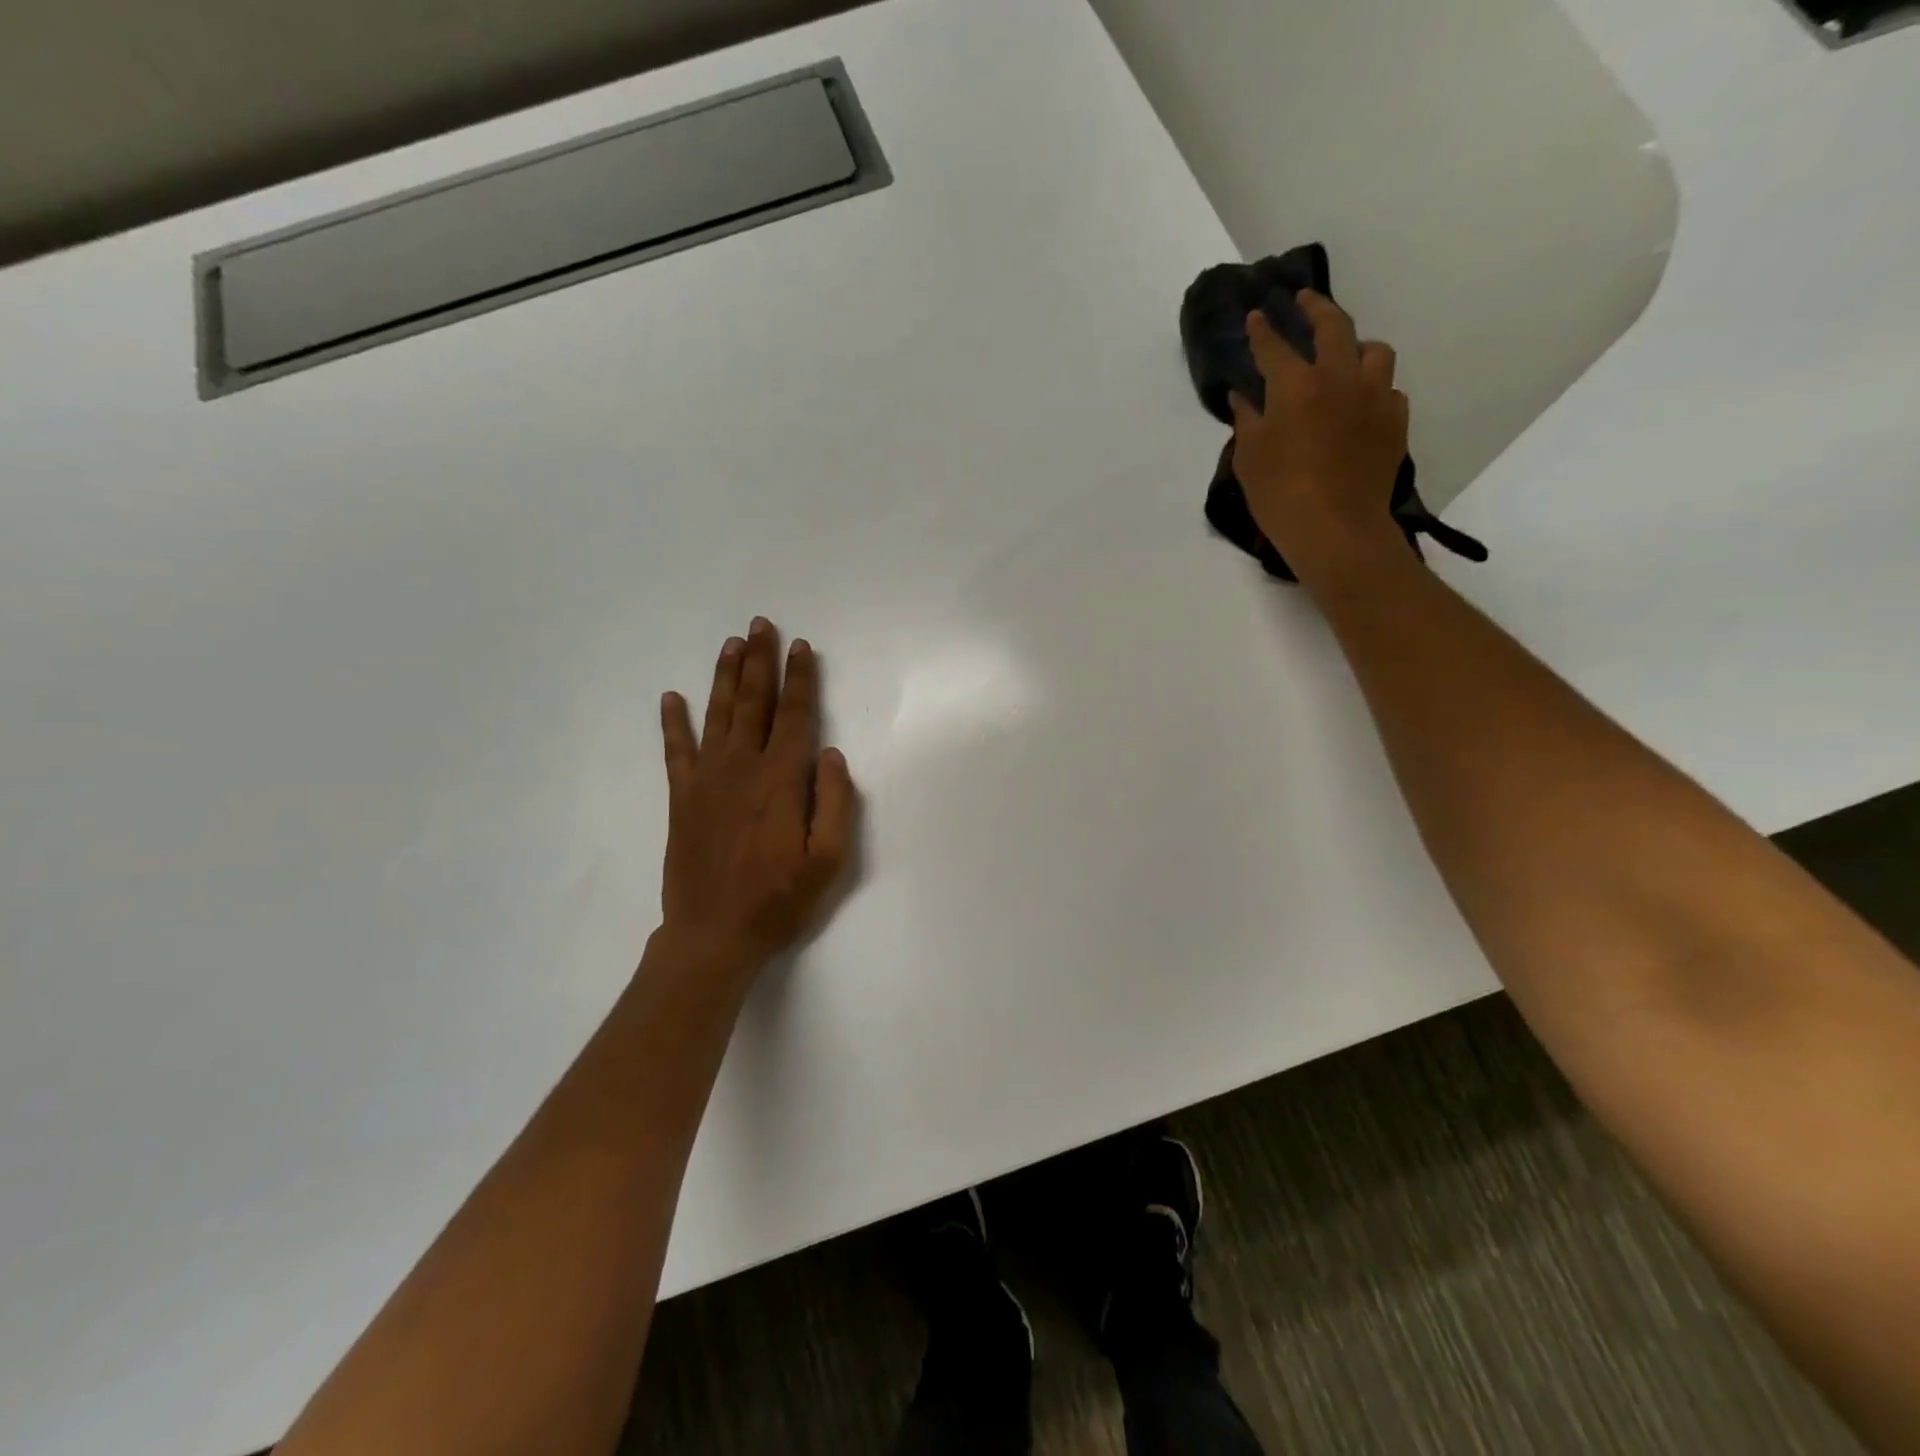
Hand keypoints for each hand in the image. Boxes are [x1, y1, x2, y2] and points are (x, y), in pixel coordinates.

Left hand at [656, 618, 858, 981]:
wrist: (713, 935)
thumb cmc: (779, 901)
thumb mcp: (829, 861)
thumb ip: (835, 803)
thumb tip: (831, 754)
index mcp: (782, 780)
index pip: (796, 716)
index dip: (800, 679)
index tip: (802, 648)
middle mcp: (743, 768)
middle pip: (754, 703)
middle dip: (760, 662)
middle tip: (761, 625)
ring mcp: (707, 780)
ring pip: (718, 715)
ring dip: (725, 677)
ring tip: (731, 644)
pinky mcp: (682, 798)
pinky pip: (676, 751)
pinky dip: (673, 723)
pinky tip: (670, 698)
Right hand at [1229, 291, 1411, 576]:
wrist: (1336, 529)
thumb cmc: (1280, 495)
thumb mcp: (1249, 459)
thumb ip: (1247, 420)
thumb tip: (1244, 396)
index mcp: (1296, 386)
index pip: (1274, 345)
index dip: (1263, 329)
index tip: (1257, 314)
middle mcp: (1339, 378)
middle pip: (1333, 326)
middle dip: (1315, 308)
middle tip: (1304, 300)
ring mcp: (1374, 396)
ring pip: (1374, 350)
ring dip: (1356, 346)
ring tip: (1345, 355)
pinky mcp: (1395, 420)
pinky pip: (1388, 389)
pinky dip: (1372, 388)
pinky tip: (1361, 403)